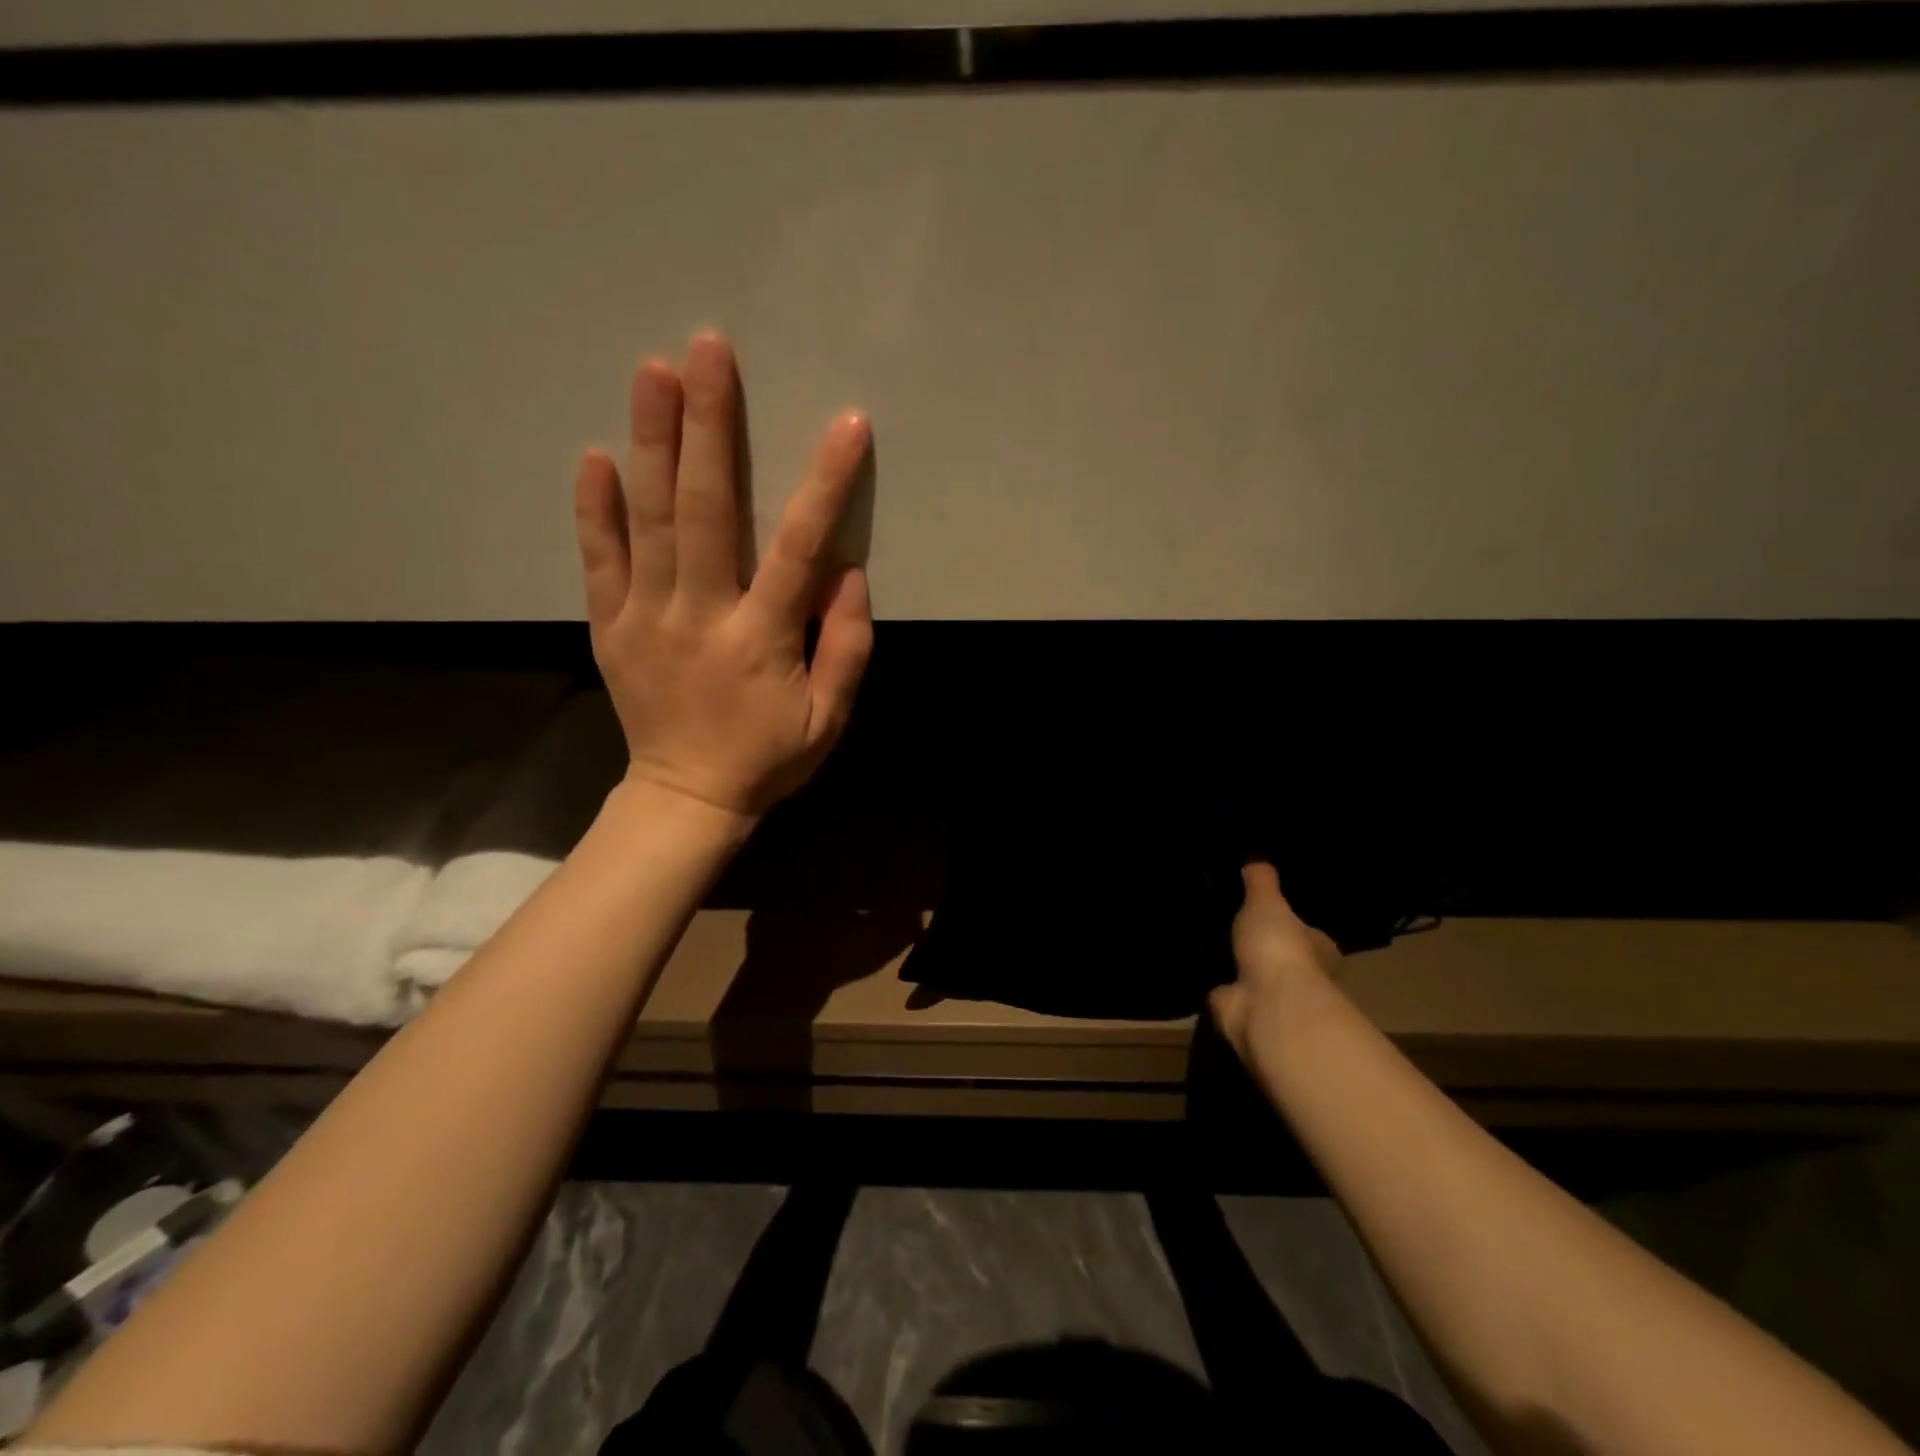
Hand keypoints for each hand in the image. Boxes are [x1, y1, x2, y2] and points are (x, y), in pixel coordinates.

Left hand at [573, 333, 873, 818]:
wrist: (686, 797)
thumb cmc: (768, 757)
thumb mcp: (829, 720)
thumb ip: (845, 649)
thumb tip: (847, 575)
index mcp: (760, 639)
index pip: (797, 549)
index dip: (824, 485)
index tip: (847, 425)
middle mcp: (699, 616)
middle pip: (706, 511)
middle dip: (711, 428)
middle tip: (709, 351)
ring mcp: (645, 618)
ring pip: (649, 520)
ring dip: (653, 443)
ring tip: (655, 373)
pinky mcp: (610, 627)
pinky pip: (598, 560)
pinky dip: (595, 508)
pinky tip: (597, 455)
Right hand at [1210, 863, 1342, 1060]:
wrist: (1264, 1004)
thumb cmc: (1279, 947)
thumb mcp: (1268, 902)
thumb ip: (1261, 881)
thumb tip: (1258, 858)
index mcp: (1319, 948)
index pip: (1308, 933)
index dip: (1291, 922)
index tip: (1269, 910)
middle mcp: (1301, 976)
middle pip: (1278, 954)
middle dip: (1260, 943)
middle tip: (1230, 920)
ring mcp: (1270, 996)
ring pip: (1251, 973)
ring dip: (1234, 962)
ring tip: (1207, 936)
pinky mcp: (1242, 1010)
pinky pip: (1225, 989)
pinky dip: (1214, 980)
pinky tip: (1195, 961)